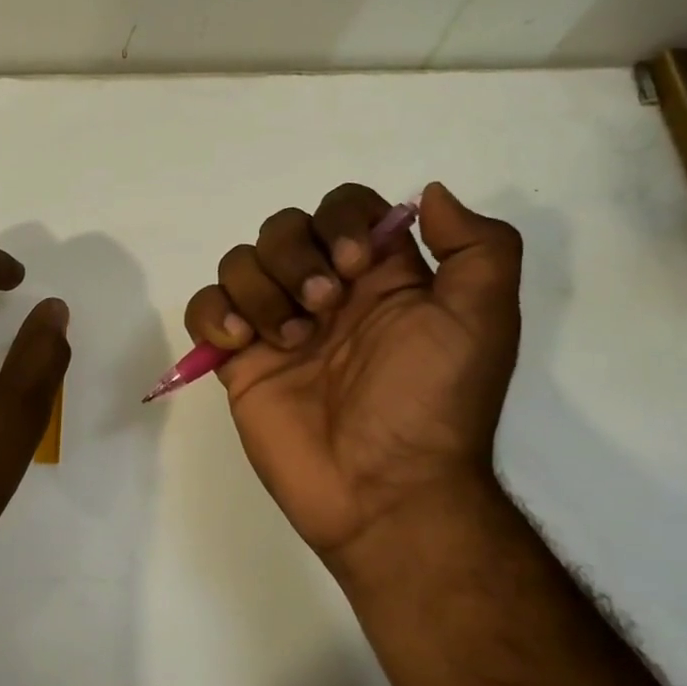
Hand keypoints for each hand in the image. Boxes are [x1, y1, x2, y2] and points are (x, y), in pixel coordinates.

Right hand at [184, 183, 521, 570]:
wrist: (384, 492)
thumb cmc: (432, 403)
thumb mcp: (482, 321)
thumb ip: (478, 247)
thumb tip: (432, 194)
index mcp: (380, 277)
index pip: (345, 208)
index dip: (340, 221)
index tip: (355, 266)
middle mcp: (325, 292)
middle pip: (283, 228)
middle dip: (294, 257)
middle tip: (321, 308)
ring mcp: (277, 325)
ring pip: (240, 262)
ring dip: (260, 290)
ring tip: (288, 341)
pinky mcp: (238, 360)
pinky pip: (204, 307)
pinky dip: (214, 313)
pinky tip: (241, 343)